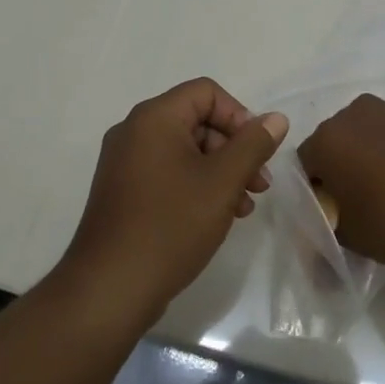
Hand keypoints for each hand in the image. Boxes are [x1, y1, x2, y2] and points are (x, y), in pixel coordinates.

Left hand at [60, 78, 287, 323]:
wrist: (109, 290)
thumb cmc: (170, 226)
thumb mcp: (222, 182)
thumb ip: (253, 145)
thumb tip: (276, 118)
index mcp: (155, 117)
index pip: (207, 93)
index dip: (239, 116)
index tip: (257, 152)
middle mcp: (134, 131)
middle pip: (197, 121)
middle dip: (233, 149)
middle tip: (258, 184)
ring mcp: (124, 163)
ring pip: (185, 150)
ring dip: (219, 171)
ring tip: (244, 207)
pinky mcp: (122, 192)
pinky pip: (167, 172)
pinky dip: (195, 185)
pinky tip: (216, 217)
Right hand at [297, 95, 384, 265]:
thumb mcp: (352, 239)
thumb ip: (329, 235)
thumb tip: (325, 241)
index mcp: (327, 138)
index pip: (305, 165)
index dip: (315, 193)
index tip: (331, 218)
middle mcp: (354, 114)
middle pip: (336, 144)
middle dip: (342, 171)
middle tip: (359, 207)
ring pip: (370, 137)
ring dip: (372, 160)